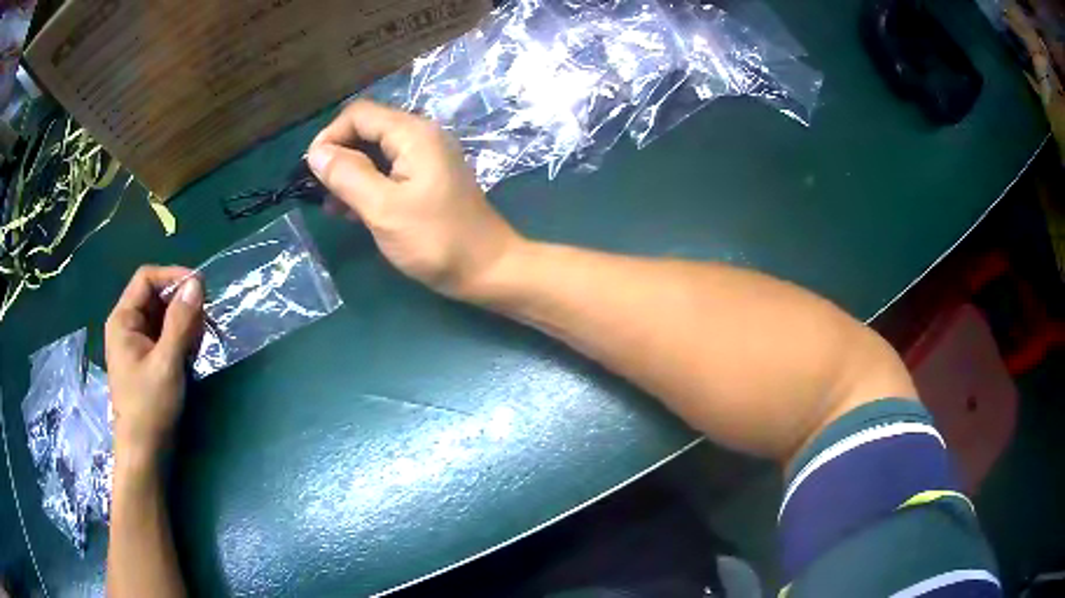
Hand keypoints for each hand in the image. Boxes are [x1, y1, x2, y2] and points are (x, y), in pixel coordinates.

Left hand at [105, 266, 203, 460]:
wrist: (145, 453)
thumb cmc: (149, 408)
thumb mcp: (167, 363)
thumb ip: (181, 322)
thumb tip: (197, 284)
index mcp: (123, 319)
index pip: (147, 278)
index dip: (173, 276)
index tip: (200, 289)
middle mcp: (128, 325)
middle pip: (156, 295)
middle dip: (181, 304)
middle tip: (203, 324)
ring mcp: (137, 343)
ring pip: (163, 316)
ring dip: (184, 323)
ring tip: (197, 345)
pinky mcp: (147, 359)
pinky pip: (165, 335)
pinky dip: (180, 339)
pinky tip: (190, 356)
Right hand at [306, 100, 523, 298]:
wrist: (488, 269)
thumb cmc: (436, 240)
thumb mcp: (383, 208)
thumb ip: (347, 175)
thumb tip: (316, 152)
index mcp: (413, 134)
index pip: (359, 114)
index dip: (330, 137)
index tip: (312, 171)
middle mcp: (421, 137)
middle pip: (367, 131)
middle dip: (338, 157)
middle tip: (320, 193)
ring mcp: (426, 159)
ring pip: (375, 154)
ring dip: (350, 175)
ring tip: (332, 208)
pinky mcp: (427, 180)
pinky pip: (388, 172)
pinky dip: (367, 186)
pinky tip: (352, 213)